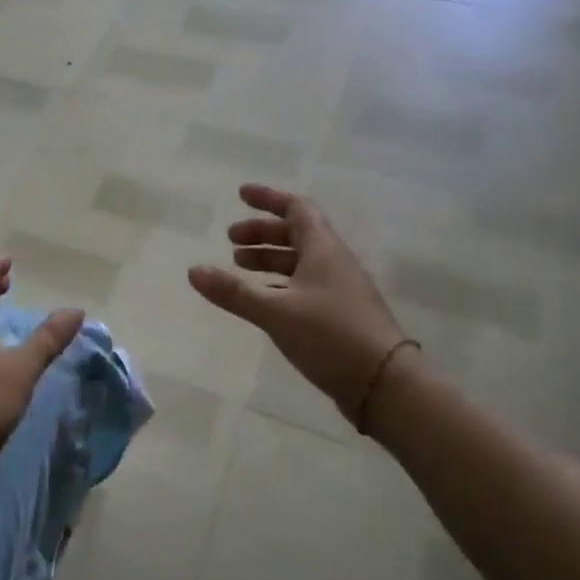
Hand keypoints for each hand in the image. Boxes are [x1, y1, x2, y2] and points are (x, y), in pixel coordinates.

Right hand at [188, 184, 409, 432]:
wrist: (386, 385)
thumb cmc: (331, 336)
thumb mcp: (276, 312)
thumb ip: (234, 292)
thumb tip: (193, 270)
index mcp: (323, 249)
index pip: (296, 208)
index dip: (268, 198)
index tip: (240, 195)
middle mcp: (334, 262)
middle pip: (296, 234)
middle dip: (262, 232)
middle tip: (230, 241)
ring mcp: (340, 289)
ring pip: (300, 261)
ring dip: (269, 258)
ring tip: (239, 266)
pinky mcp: (341, 314)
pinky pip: (305, 285)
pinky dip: (279, 283)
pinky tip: (263, 299)